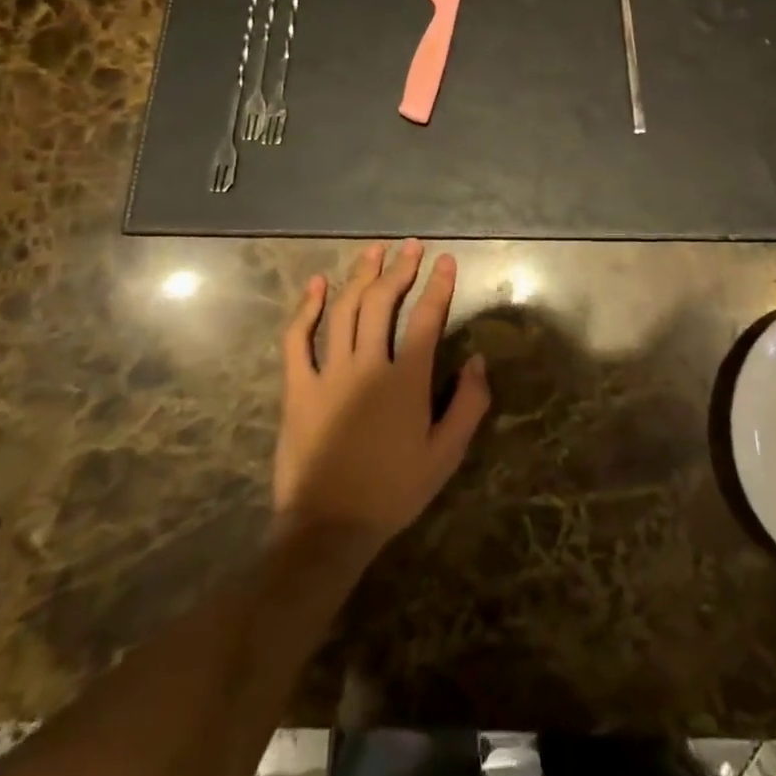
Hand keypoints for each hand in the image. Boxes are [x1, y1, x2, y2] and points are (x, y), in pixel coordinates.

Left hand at [273, 240, 489, 554]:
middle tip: (410, 247)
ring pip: (345, 310)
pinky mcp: (298, 388)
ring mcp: (328, 373)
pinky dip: (307, 309)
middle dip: (400, 269)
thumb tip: (478, 360)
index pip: (428, 318)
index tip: (446, 260)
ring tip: (373, 251)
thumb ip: (468, 404)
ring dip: (360, 275)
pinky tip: (316, 285)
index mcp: (406, 380)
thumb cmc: (393, 491)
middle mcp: (368, 365)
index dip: (439, 285)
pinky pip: (298, 340)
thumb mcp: (445, 455)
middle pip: (383, 303)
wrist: (328, 529)